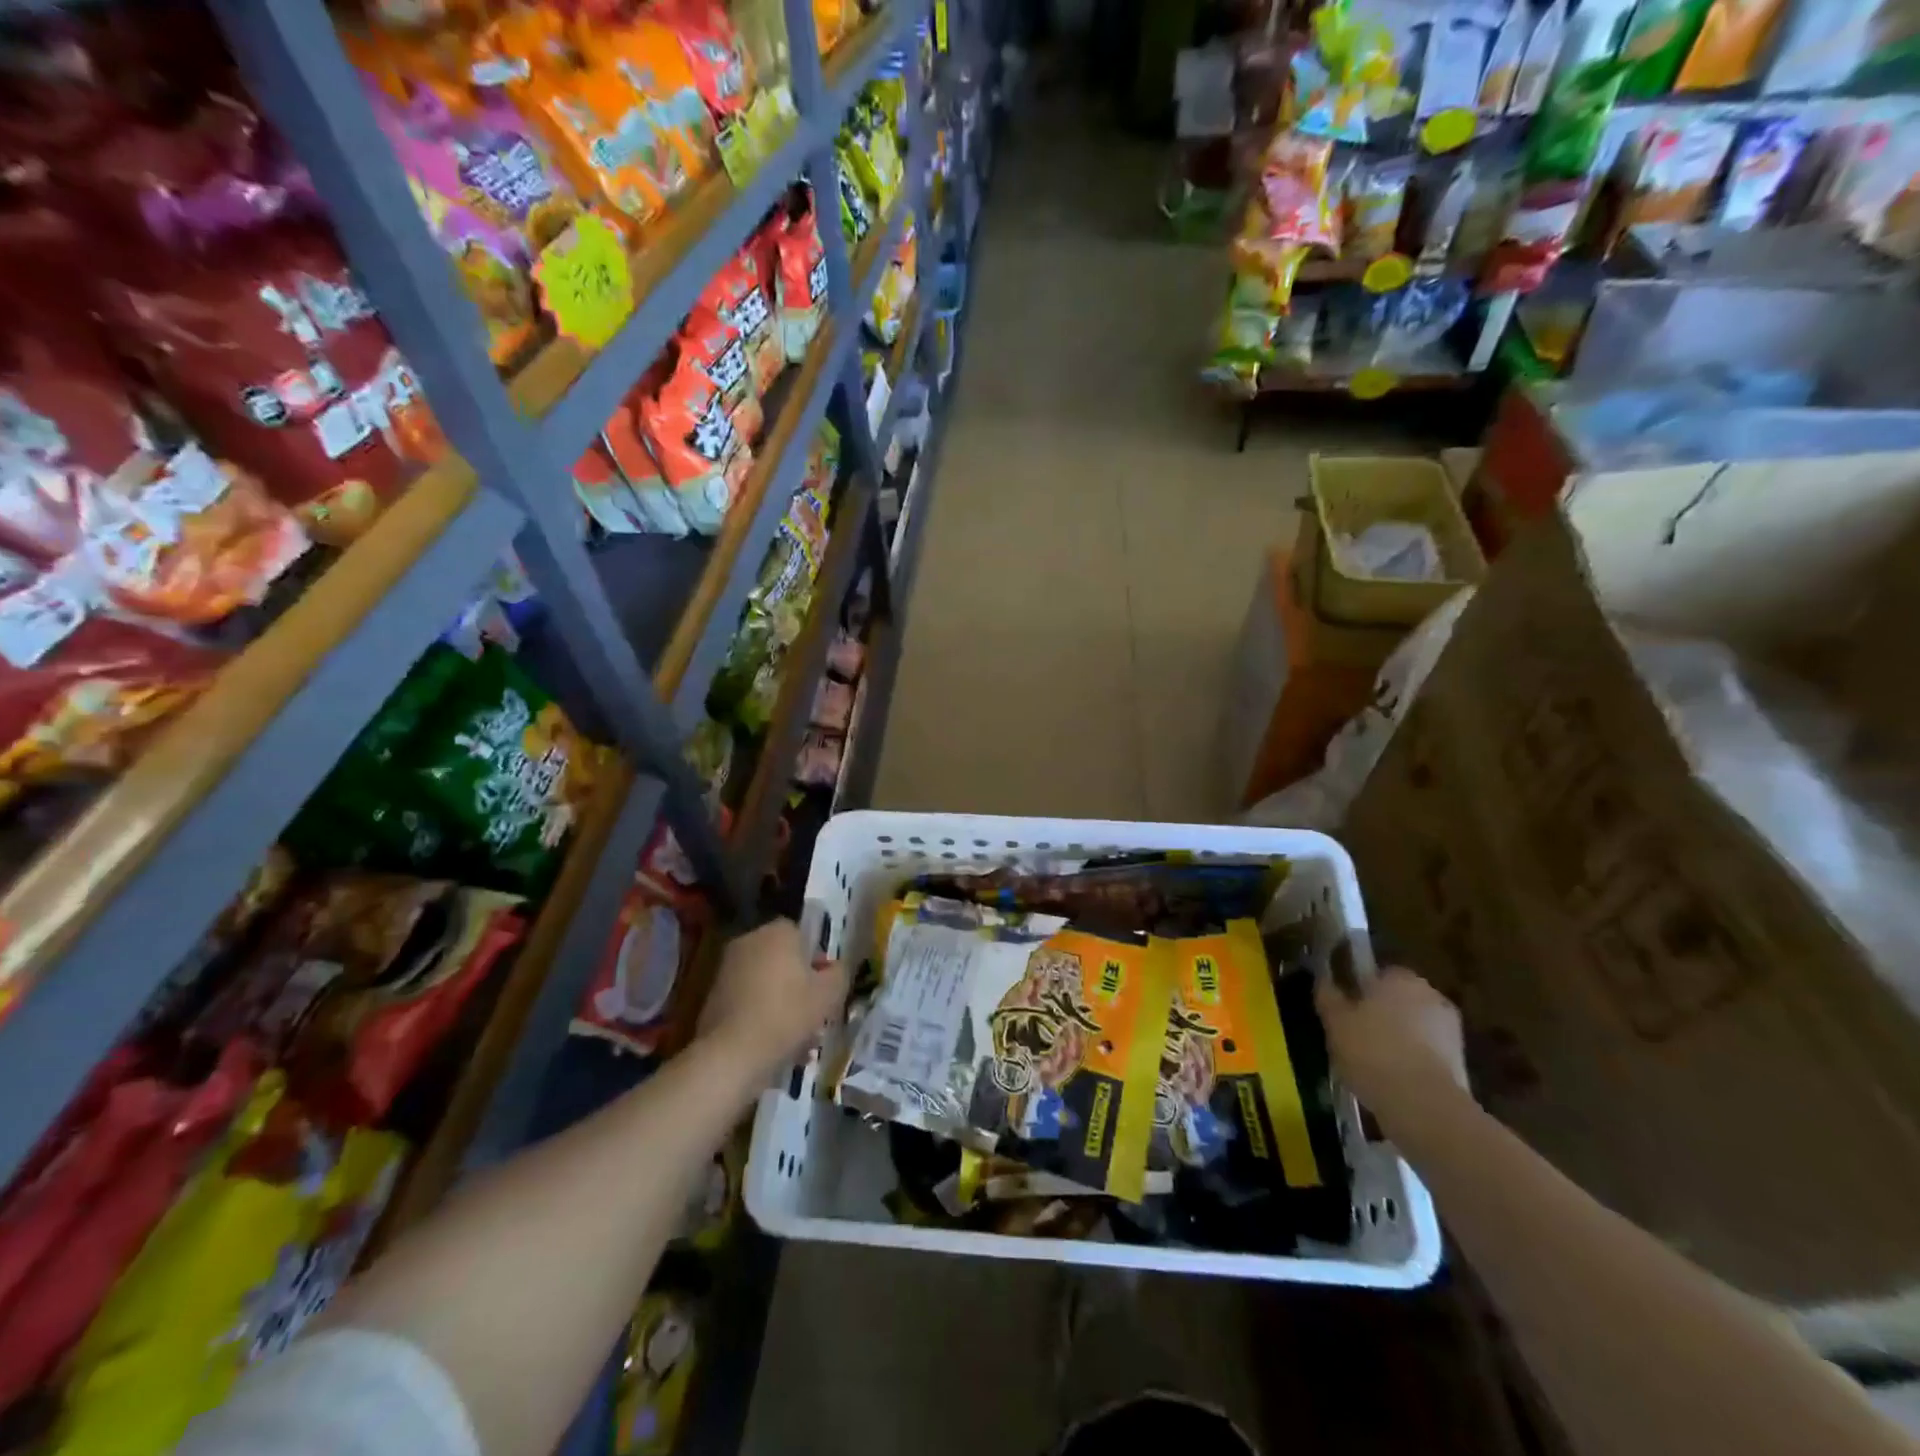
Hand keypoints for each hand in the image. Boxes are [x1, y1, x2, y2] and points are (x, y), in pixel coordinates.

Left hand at [696, 919, 849, 1079]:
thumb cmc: (787, 1014)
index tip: (825, 986)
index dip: (817, 959)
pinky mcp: (713, 997)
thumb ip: (839, 973)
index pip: (803, 934)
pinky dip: (762, 1016)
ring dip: (782, 1003)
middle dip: (799, 983)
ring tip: (799, 1040)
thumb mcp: (830, 994)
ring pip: (767, 983)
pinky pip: (749, 1001)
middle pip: (783, 959)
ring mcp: (727, 969)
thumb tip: (834, 968)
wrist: (731, 1054)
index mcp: (777, 931)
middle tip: (815, 1013)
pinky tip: (775, 1046)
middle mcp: (749, 941)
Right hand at [1315, 966, 1469, 1121]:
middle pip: (1399, 1000)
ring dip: (1400, 1040)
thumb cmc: (1372, 1050)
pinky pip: (1427, 1055)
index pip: (1378, 974)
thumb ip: (1329, 995)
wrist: (1423, 1104)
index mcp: (1401, 977)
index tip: (1346, 1010)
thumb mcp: (1335, 1021)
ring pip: (1415, 1028)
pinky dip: (1413, 1063)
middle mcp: (1431, 995)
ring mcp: (1452, 1030)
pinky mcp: (1462, 1064)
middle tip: (1356, 1036)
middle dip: (1382, 1014)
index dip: (1360, 991)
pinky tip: (1393, 1081)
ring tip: (1373, 1064)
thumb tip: (1324, 980)